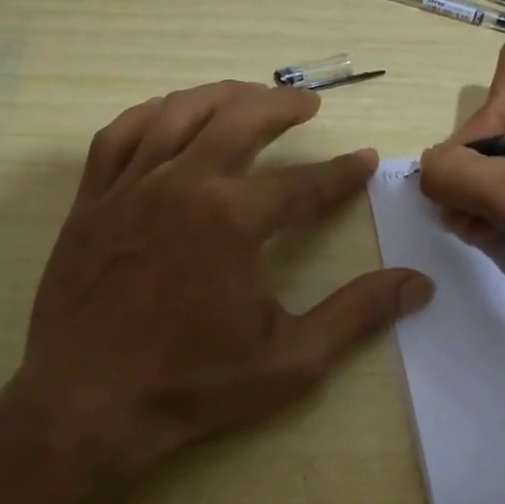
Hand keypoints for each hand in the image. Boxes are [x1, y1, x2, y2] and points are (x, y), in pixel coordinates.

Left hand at [8, 81, 431, 485]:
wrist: (84, 408)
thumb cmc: (191, 387)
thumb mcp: (290, 361)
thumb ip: (357, 315)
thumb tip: (420, 283)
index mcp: (233, 220)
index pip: (304, 183)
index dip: (342, 172)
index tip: (366, 159)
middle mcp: (183, 185)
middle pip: (240, 122)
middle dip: (281, 107)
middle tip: (308, 104)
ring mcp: (130, 187)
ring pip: (179, 113)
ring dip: (221, 96)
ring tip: (248, 95)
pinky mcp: (92, 201)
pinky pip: (119, 135)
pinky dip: (150, 114)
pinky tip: (168, 113)